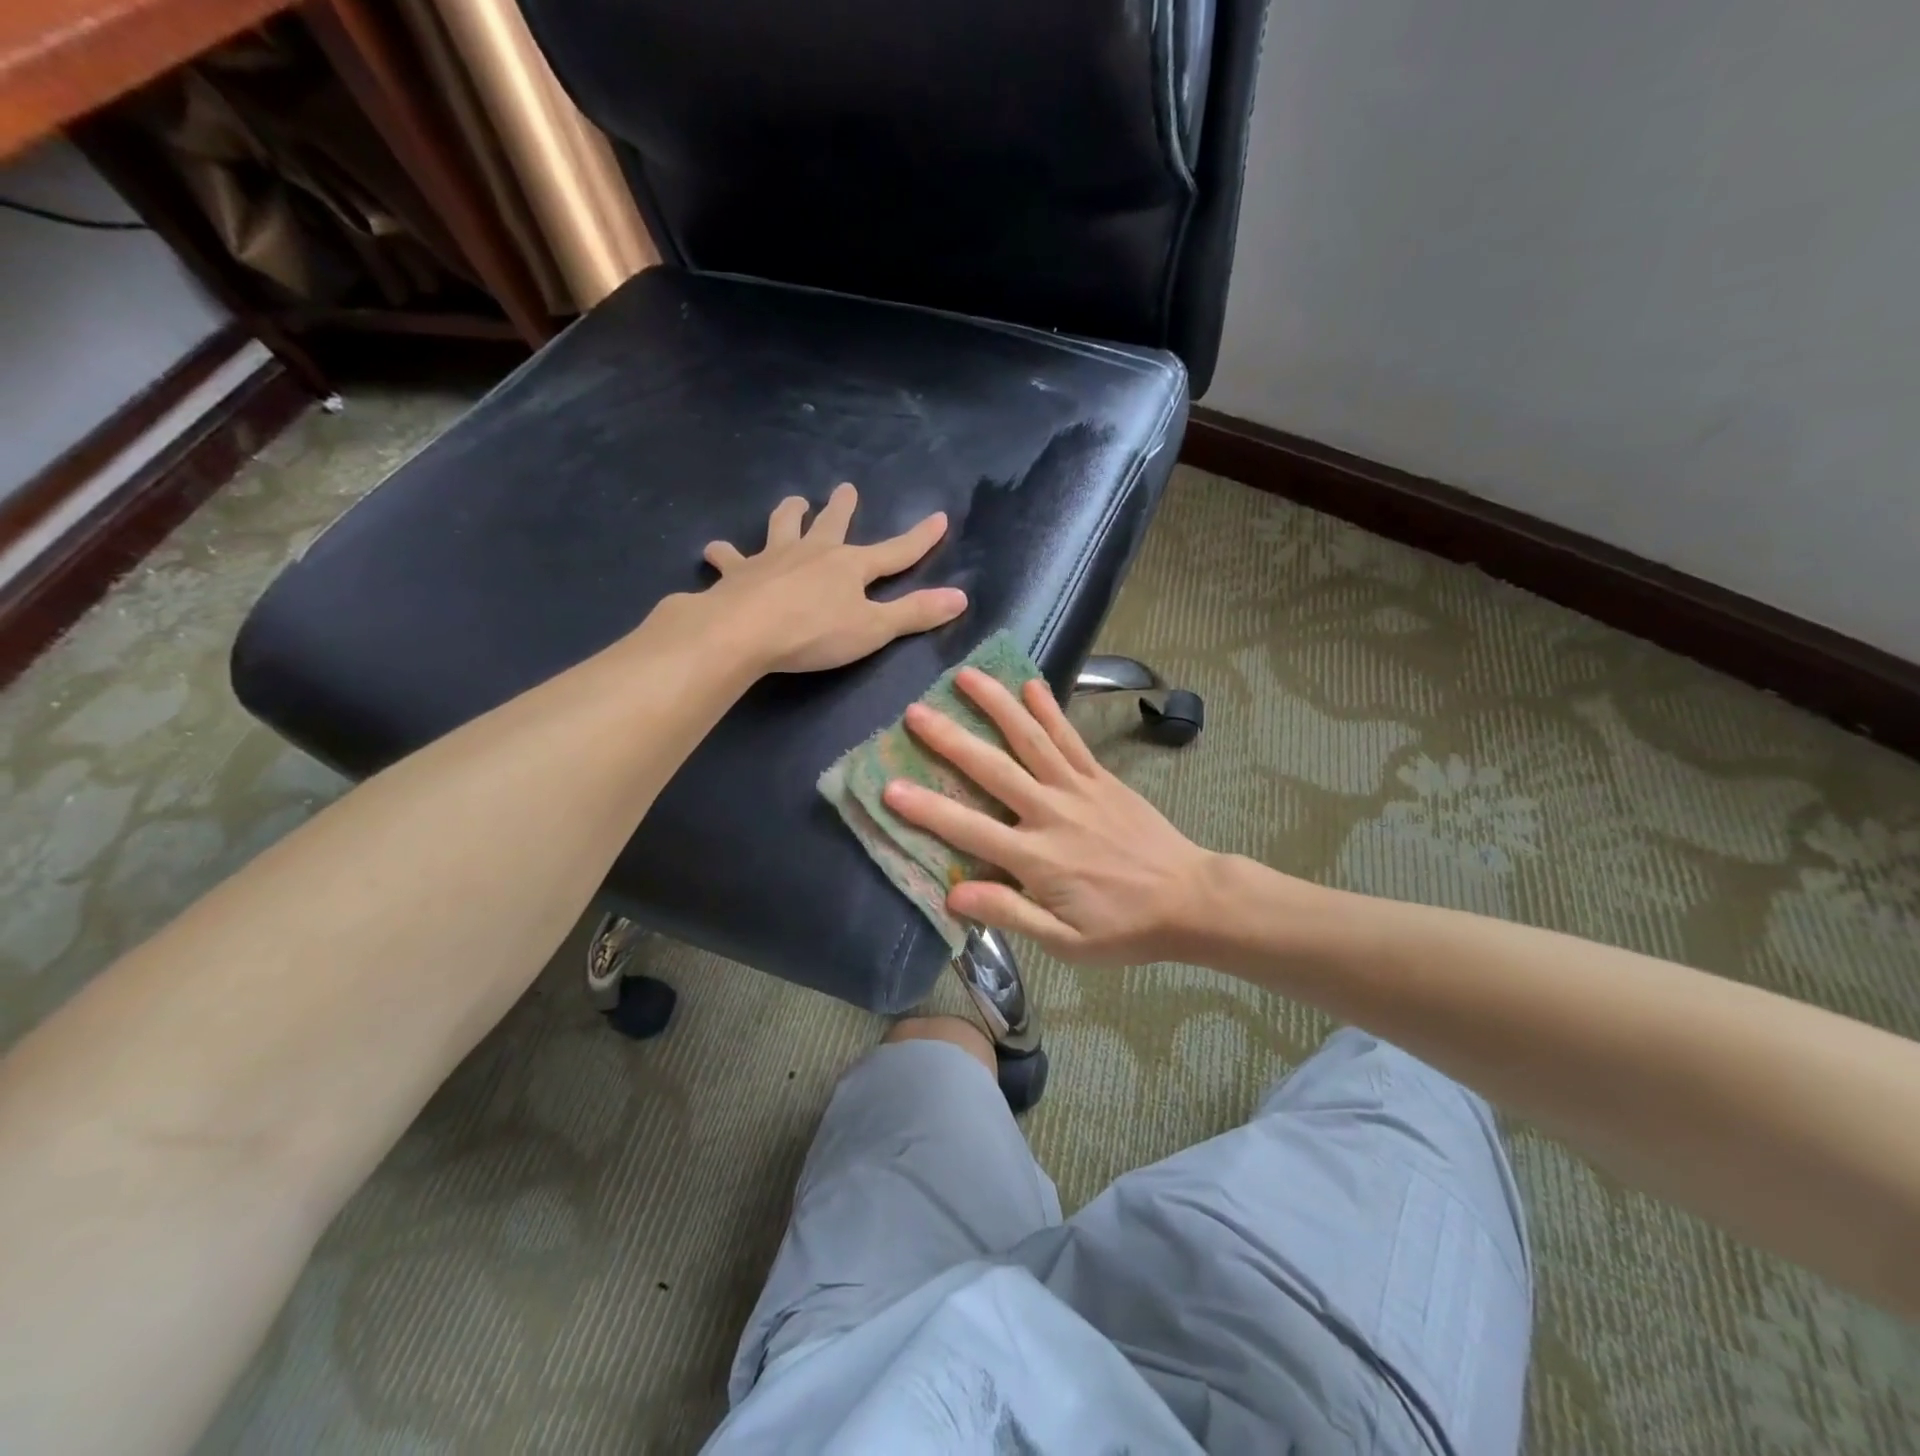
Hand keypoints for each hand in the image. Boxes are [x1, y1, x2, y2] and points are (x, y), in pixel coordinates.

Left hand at [695, 483, 967, 672]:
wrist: (743, 631)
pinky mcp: (737, 574)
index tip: (938, 518)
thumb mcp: (874, 628)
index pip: (896, 551)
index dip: (920, 538)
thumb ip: (915, 613)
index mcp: (850, 566)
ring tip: (793, 502)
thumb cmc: (814, 632)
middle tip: (844, 488)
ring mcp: (772, 559)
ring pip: (781, 527)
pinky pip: (729, 559)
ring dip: (788, 514)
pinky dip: (724, 555)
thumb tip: (962, 597)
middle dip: (842, 508)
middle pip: (832, 525)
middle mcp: (813, 553)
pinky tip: (716, 553)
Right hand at [883, 669, 1215, 965]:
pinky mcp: (1101, 777)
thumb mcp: (1067, 943)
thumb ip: (1011, 913)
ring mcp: (1078, 788)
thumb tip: (954, 894)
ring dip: (997, 704)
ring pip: (1031, 738)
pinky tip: (1030, 683)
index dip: (927, 810)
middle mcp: (1052, 812)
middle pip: (994, 768)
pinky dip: (1049, 709)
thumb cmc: (1123, 927)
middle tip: (915, 711)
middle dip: (951, 739)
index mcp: (1038, 858)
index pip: (970, 829)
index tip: (889, 787)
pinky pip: (1070, 738)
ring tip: (966, 675)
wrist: (1190, 899)